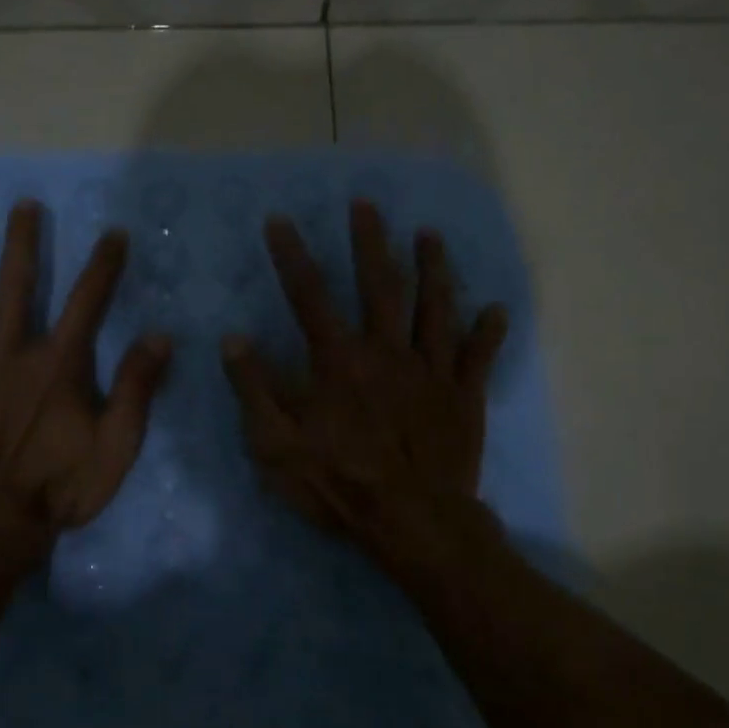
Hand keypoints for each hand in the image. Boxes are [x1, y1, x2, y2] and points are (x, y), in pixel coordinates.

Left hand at [0, 200, 171, 530]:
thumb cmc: (58, 490)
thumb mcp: (116, 446)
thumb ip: (138, 389)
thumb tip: (159, 336)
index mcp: (56, 366)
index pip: (88, 303)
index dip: (103, 266)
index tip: (113, 233)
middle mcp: (7, 357)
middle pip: (15, 289)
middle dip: (21, 244)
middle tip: (22, 206)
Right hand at [221, 200, 506, 553]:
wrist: (413, 523)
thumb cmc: (339, 484)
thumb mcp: (276, 445)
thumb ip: (254, 389)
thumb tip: (233, 339)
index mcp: (339, 361)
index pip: (309, 295)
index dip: (292, 255)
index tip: (280, 220)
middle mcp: (387, 351)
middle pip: (380, 284)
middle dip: (371, 241)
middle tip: (367, 204)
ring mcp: (431, 370)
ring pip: (435, 307)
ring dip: (433, 268)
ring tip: (429, 235)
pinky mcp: (464, 395)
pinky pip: (479, 356)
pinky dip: (488, 332)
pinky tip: (495, 309)